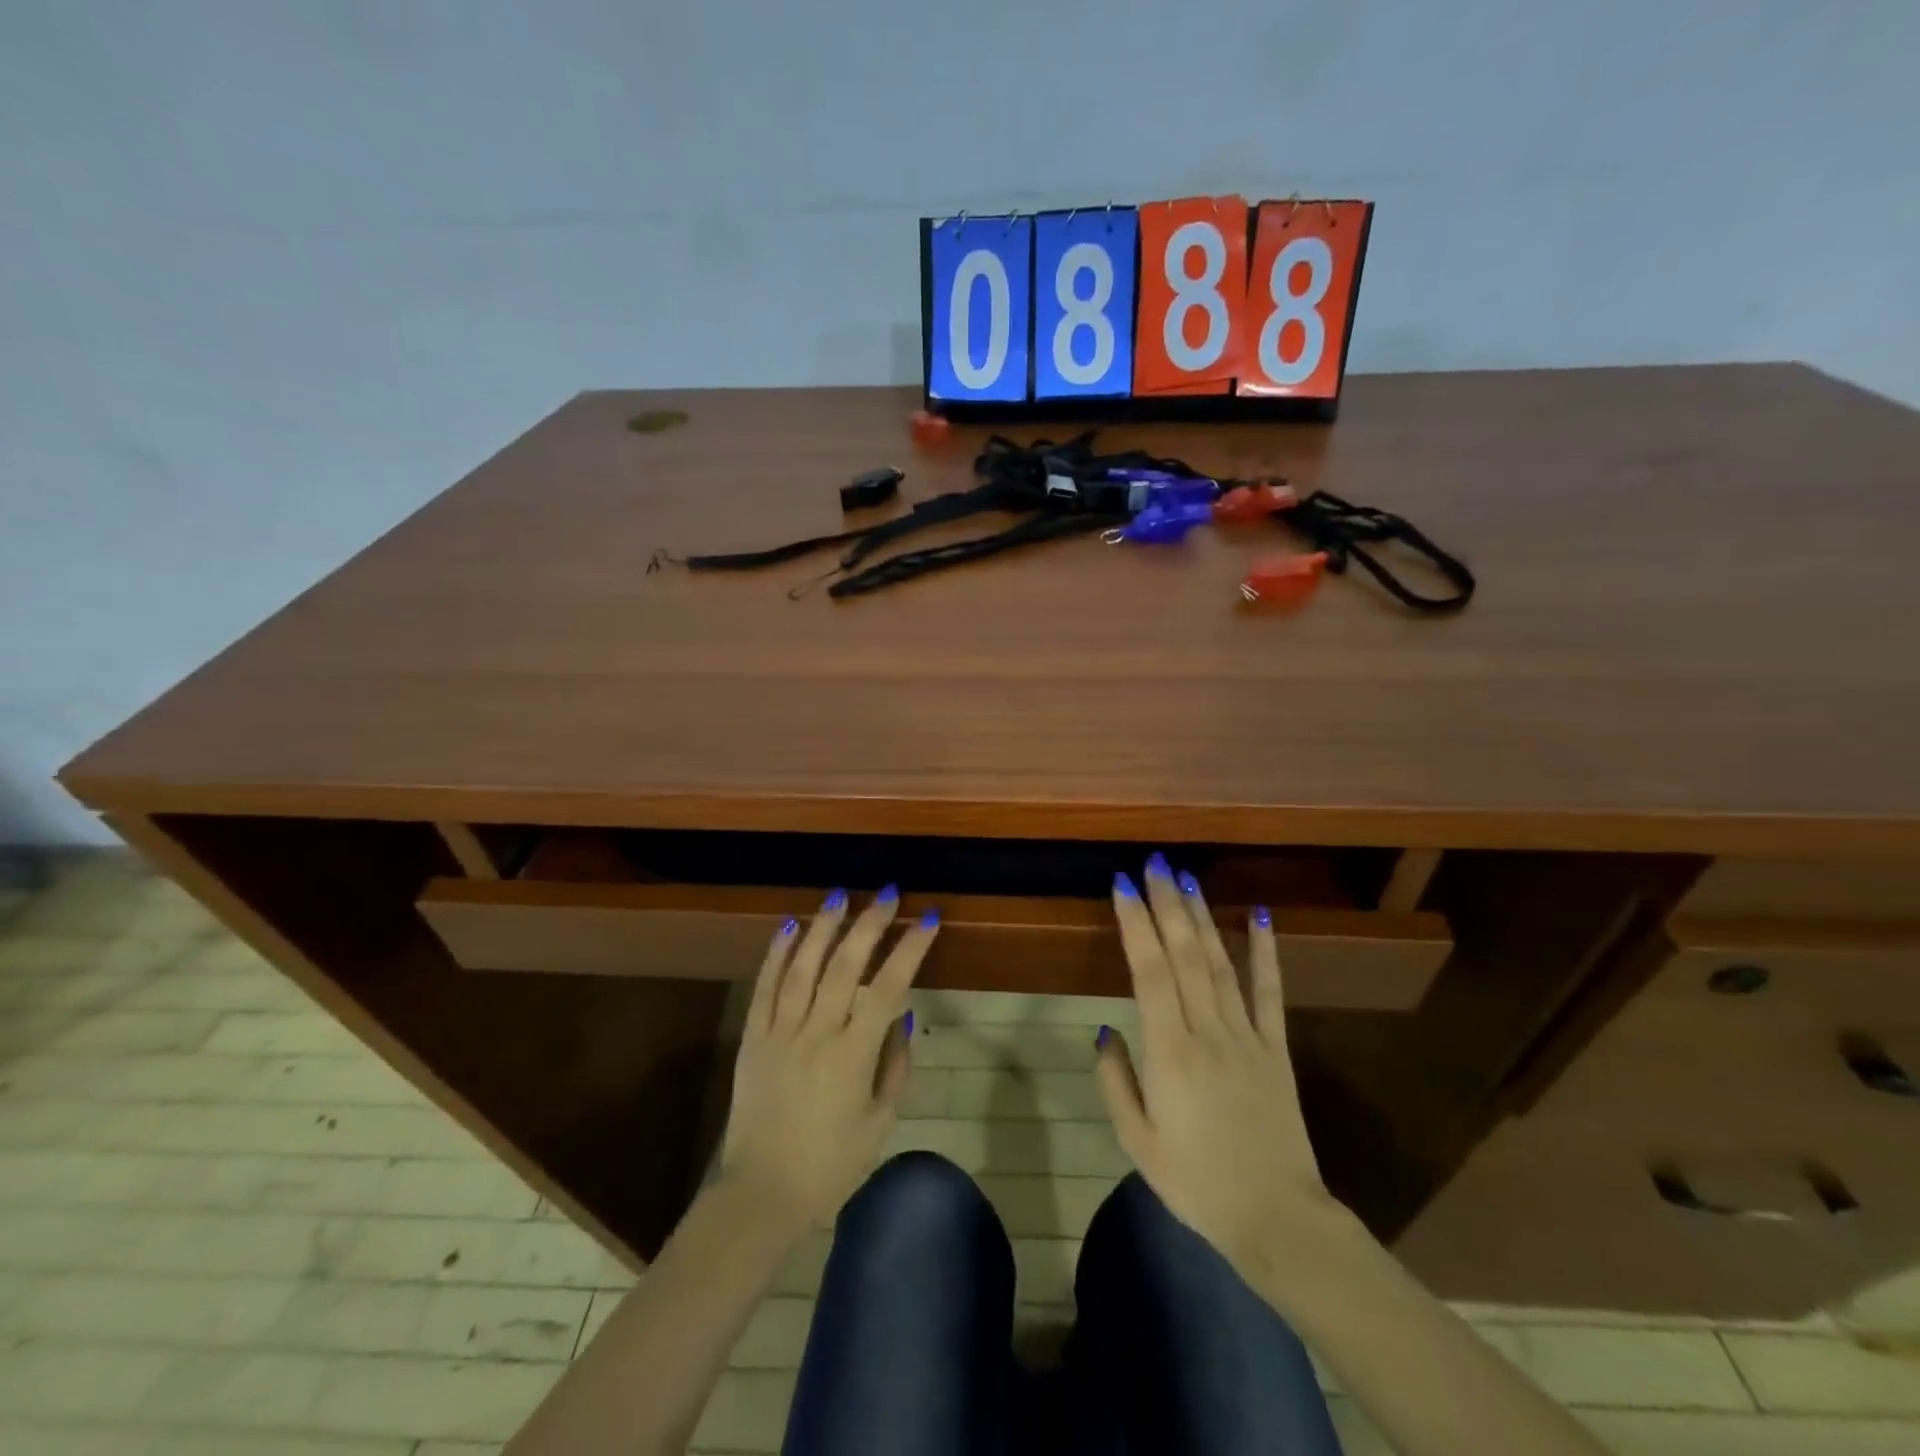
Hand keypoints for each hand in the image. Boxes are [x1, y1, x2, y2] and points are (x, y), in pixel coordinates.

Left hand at [720, 887, 938, 1227]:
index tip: (926, 919)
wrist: (761, 1194)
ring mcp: (780, 1031)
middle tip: (886, 893)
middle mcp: (817, 1032)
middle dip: (869, 923)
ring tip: (840, 896)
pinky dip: (776, 954)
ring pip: (802, 966)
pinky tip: (788, 927)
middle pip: (845, 965)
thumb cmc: (830, 1164)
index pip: (888, 986)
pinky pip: (764, 987)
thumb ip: (895, 1063)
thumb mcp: (880, 1121)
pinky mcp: (753, 1037)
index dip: (910, 948)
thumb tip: (904, 1012)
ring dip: (823, 927)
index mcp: (853, 1054)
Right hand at [1095, 854, 1344, 1272]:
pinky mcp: (1277, 1050)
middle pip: (1185, 956)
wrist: (1279, 1221)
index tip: (1123, 885)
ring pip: (1220, 964)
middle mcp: (1209, 1033)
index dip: (1136, 924)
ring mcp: (1248, 1038)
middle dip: (1167, 904)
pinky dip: (1265, 951)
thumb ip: (1116, 1080)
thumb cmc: (1197, 1183)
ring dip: (1202, 918)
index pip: (1150, 972)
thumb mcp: (1138, 1141)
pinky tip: (1258, 915)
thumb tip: (1105, 1030)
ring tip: (1188, 878)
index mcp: (1170, 1053)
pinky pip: (1271, 993)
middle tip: (1155, 863)